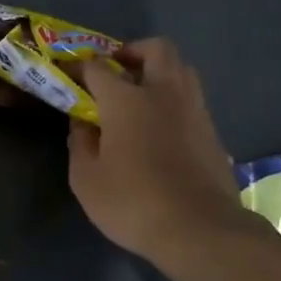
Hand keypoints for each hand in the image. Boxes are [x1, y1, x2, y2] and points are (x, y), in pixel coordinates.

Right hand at [70, 38, 257, 270]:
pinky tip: (161, 128)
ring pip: (181, 69)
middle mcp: (164, 93)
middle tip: (116, 71)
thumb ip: (80, 143)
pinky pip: (192, 100)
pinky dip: (174, 101)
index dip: (79, 66)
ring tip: (140, 96)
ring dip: (159, 72)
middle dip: (133, 51)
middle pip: (156, 49)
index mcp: (127, 99)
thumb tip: (82, 122)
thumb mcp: (86, 179)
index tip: (68, 73)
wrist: (201, 231)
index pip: (98, 66)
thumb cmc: (133, 202)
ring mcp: (194, 110)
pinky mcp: (212, 132)